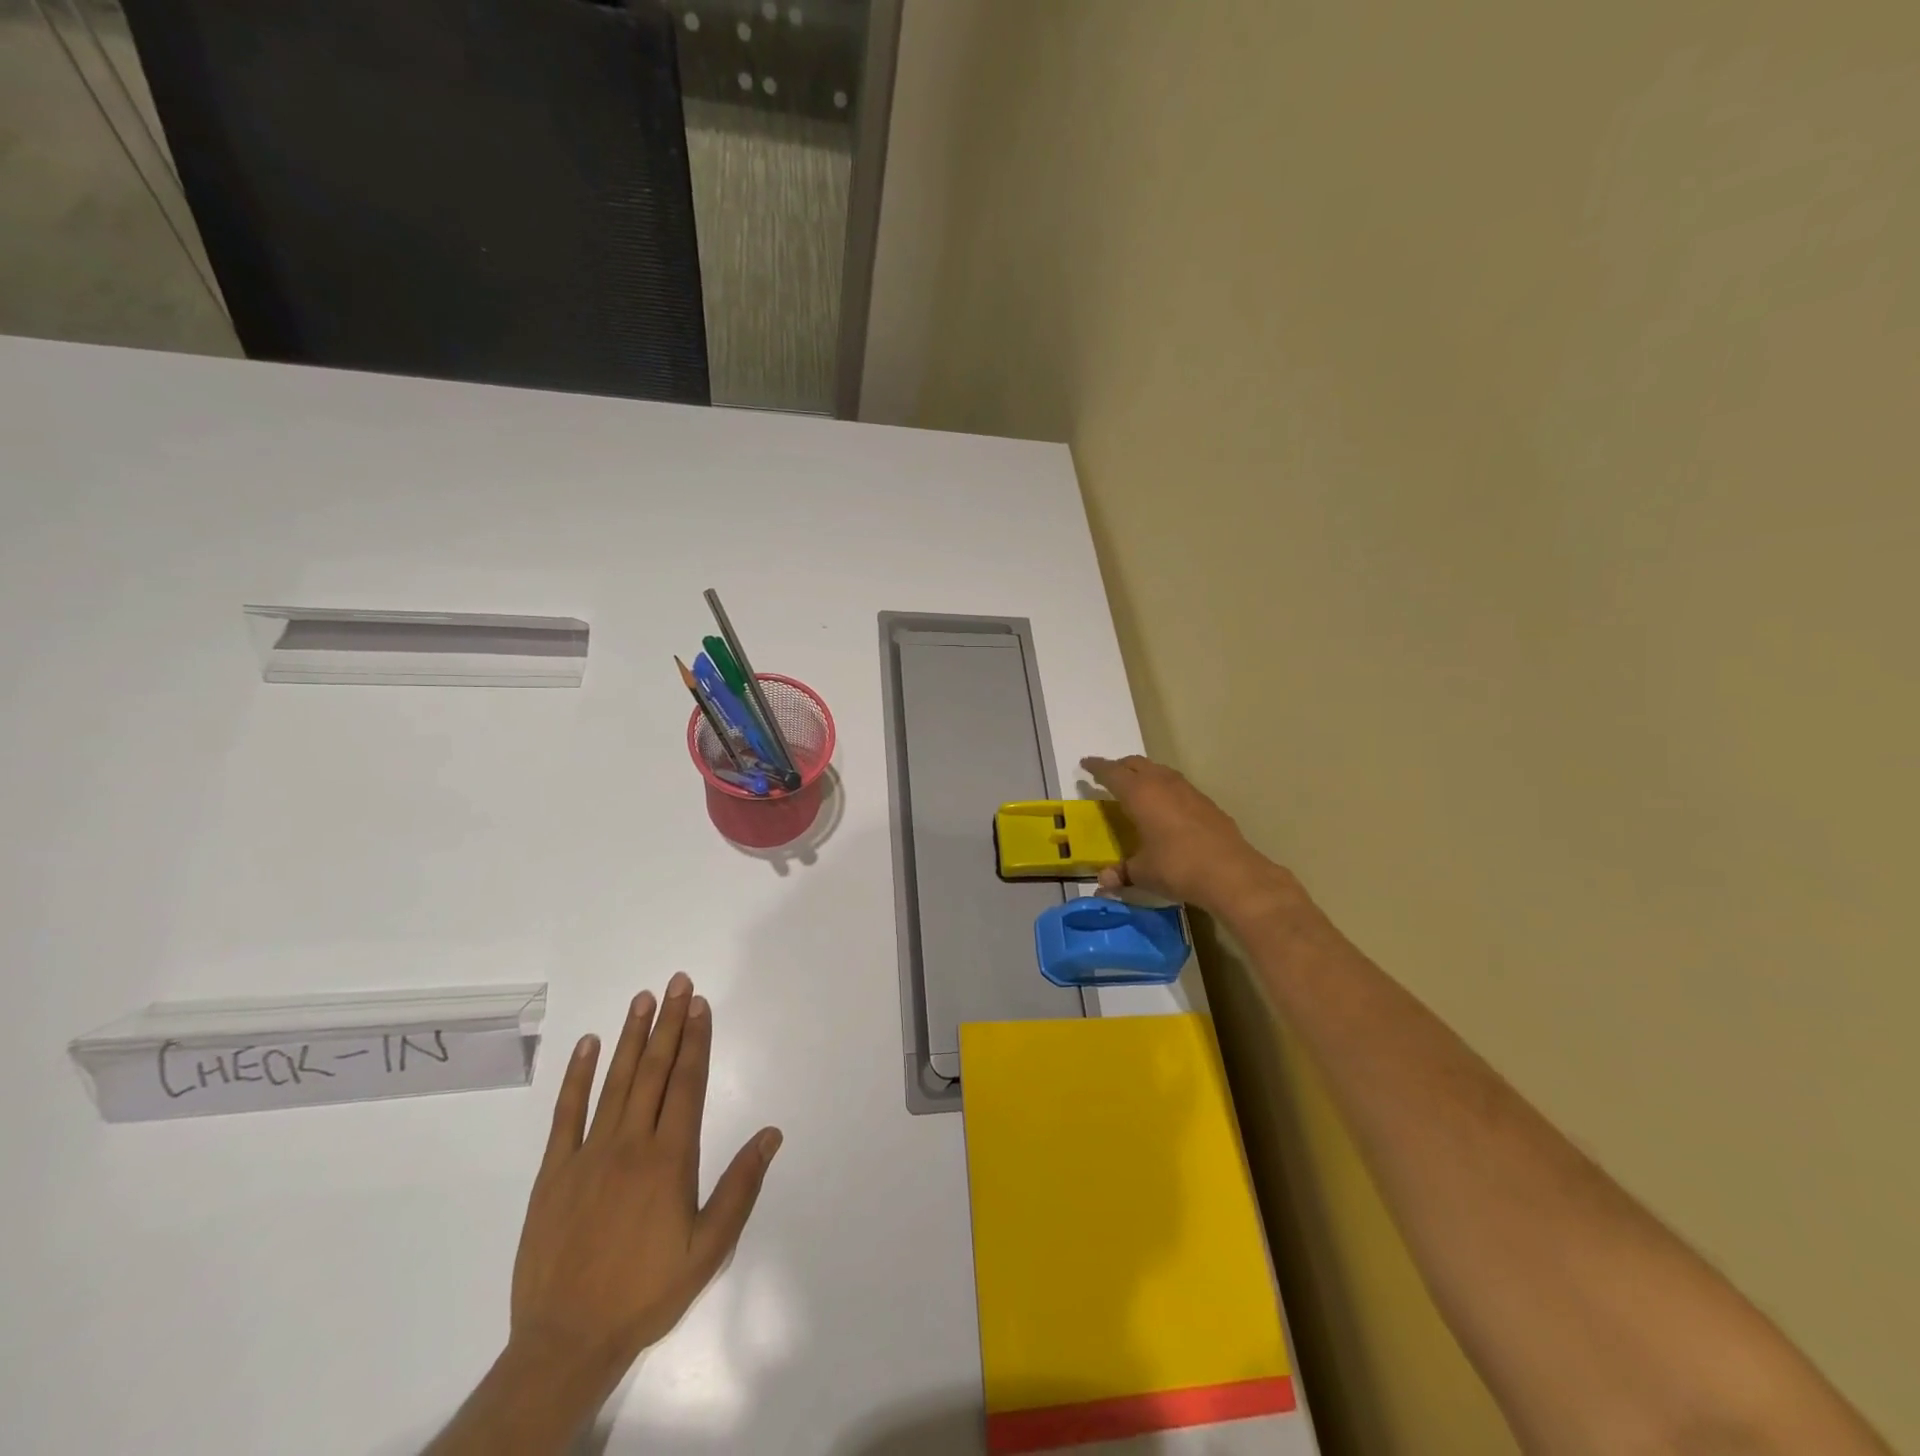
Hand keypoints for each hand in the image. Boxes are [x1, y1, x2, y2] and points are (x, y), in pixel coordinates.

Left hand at [508, 974, 781, 1393]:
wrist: (566, 1341)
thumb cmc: (646, 1292)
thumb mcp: (708, 1250)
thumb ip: (740, 1187)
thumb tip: (772, 1134)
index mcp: (669, 1159)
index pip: (686, 1084)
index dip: (695, 1040)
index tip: (700, 1004)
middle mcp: (630, 1144)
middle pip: (653, 1071)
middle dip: (668, 1023)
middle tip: (676, 982)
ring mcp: (588, 1154)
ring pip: (614, 1081)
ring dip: (630, 1037)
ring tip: (642, 999)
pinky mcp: (553, 1172)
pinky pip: (566, 1113)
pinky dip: (577, 1076)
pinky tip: (588, 1045)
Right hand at [1081, 754, 1294, 917]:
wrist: (1231, 873)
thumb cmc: (1177, 867)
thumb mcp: (1143, 873)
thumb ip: (1122, 872)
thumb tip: (1104, 881)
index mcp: (1140, 794)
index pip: (1112, 773)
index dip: (1097, 767)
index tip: (1086, 763)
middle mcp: (1163, 784)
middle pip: (1137, 764)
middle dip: (1121, 766)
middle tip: (1110, 775)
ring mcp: (1189, 791)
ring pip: (1161, 771)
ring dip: (1146, 774)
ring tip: (1138, 786)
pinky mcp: (1208, 803)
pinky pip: (1178, 786)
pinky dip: (1166, 788)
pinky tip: (1167, 805)